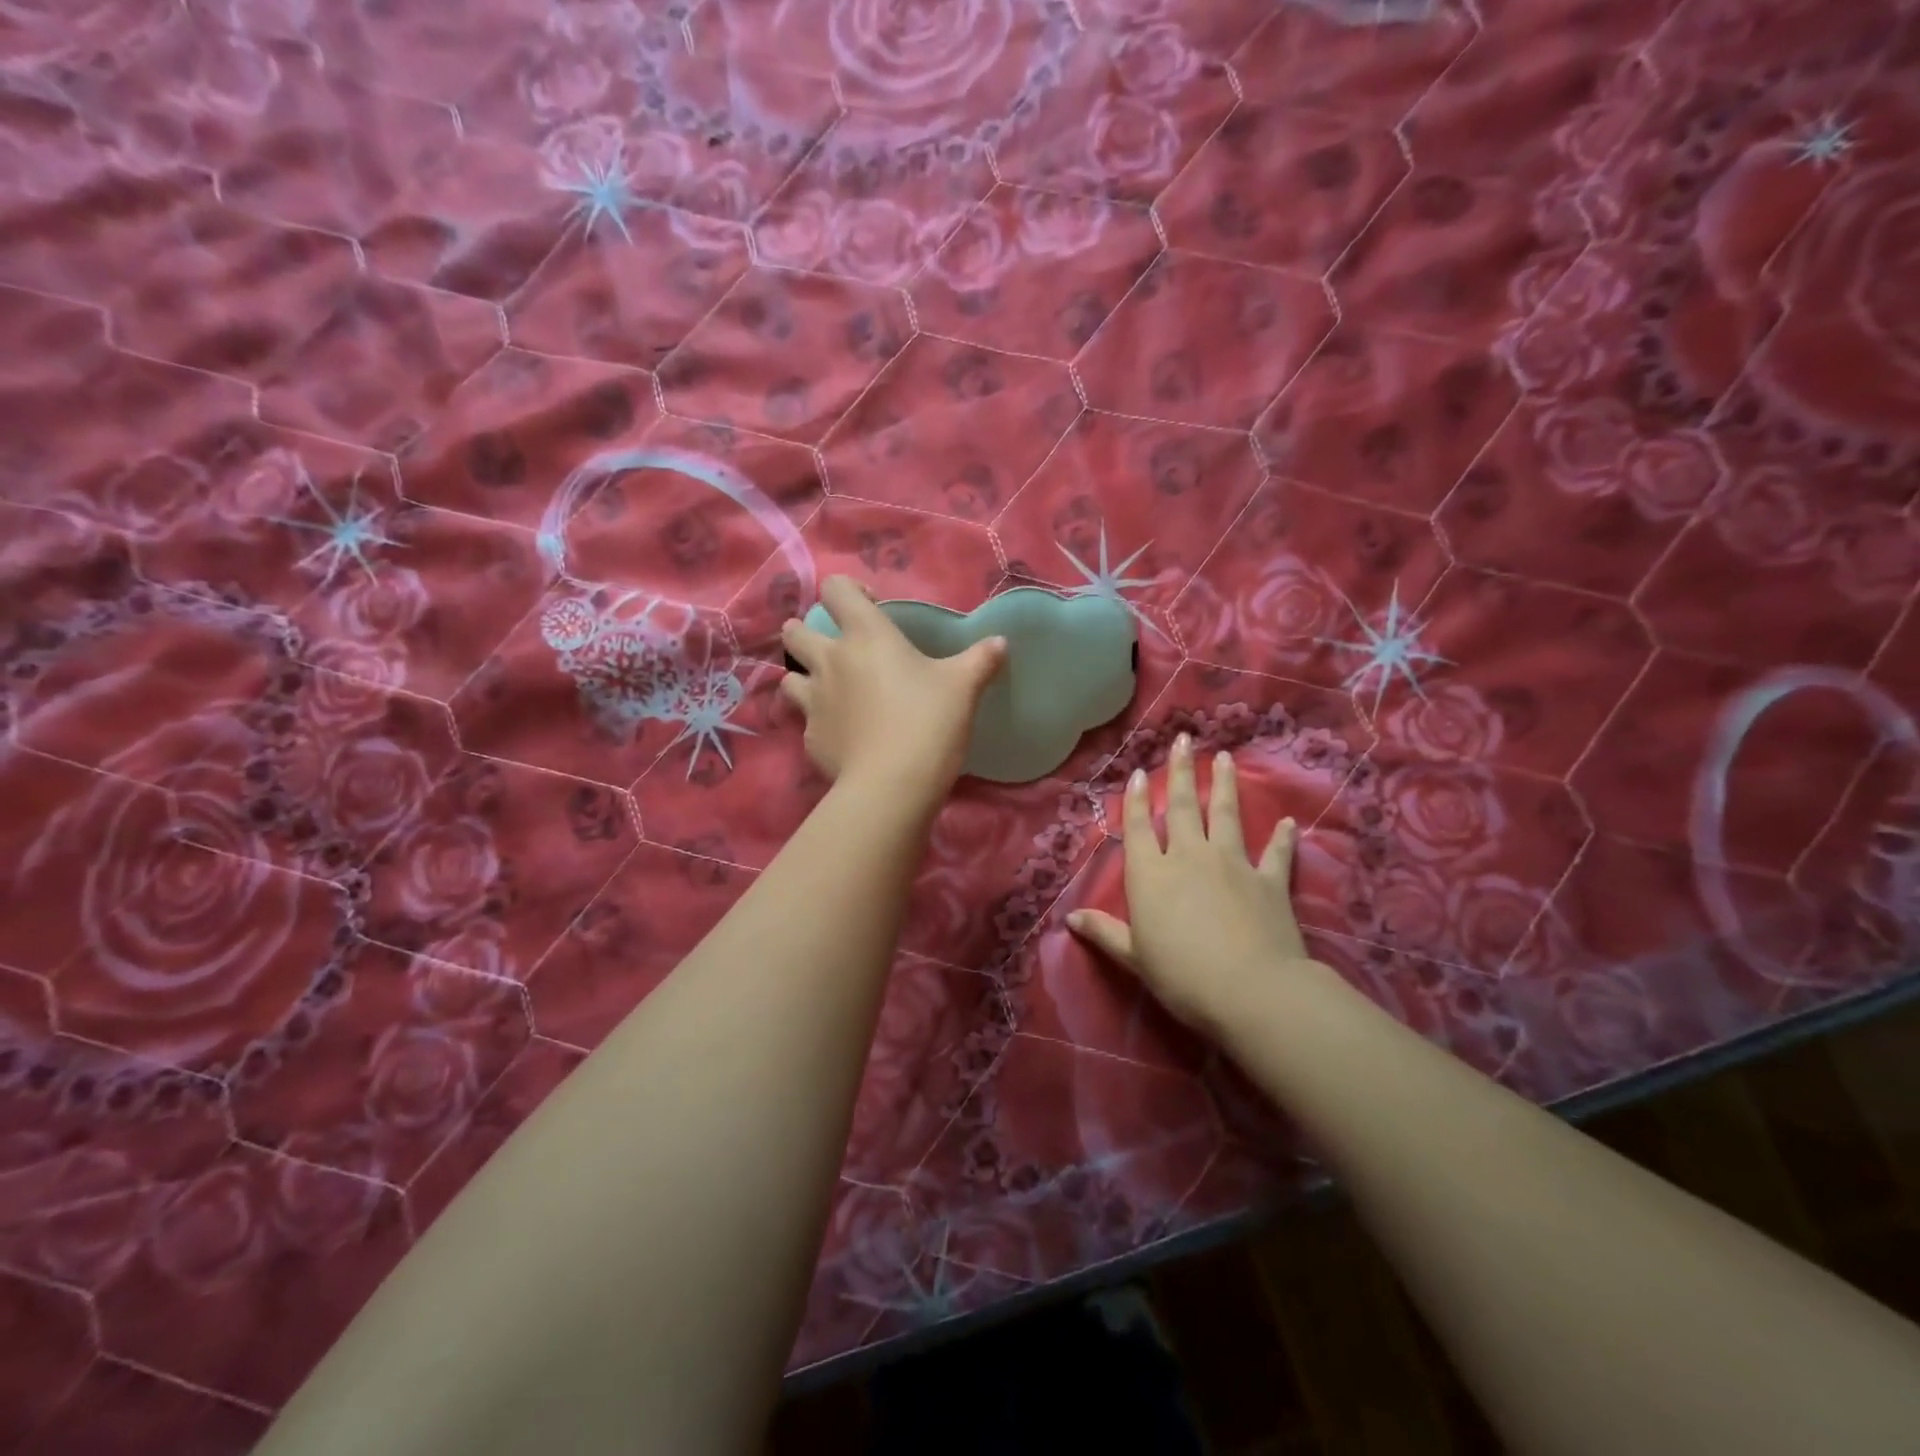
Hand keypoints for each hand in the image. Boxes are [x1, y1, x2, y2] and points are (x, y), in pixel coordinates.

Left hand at [778, 576, 1005, 801]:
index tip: (871, 607)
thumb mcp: (963, 687)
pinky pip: (806, 721)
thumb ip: (981, 660)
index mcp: (865, 636)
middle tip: (835, 648)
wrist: (892, 786)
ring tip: (828, 690)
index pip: (835, 589)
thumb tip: (1000, 642)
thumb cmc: (928, 722)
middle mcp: (830, 661)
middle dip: (806, 633)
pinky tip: (842, 735)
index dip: (848, 590)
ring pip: (789, 676)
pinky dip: (819, 722)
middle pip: (795, 632)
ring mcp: (814, 701)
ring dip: (803, 676)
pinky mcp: (810, 739)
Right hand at [1068, 734, 1311, 1037]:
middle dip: (1181, 772)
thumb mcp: (1134, 957)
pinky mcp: (1268, 881)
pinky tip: (1288, 823)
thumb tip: (1069, 917)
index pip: (1139, 827)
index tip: (1141, 772)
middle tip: (1183, 740)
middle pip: (1184, 807)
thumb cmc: (1181, 976)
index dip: (1138, 799)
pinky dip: (1281, 839)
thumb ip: (1104, 932)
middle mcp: (1189, 857)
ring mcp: (1232, 864)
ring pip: (1226, 815)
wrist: (1250, 990)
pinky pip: (1275, 854)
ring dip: (1225, 785)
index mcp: (1151, 874)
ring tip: (1224, 758)